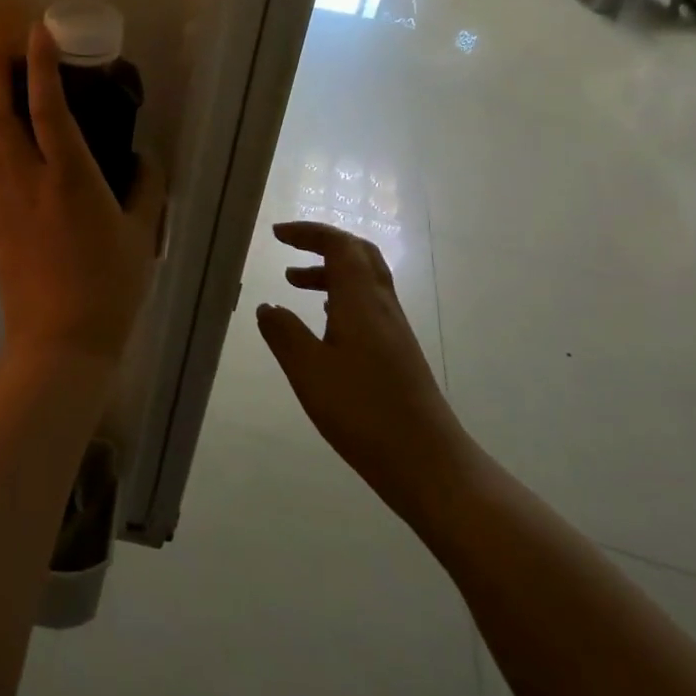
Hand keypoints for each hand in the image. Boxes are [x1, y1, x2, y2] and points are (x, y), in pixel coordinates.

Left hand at [0, 23, 163, 368]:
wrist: (59, 341)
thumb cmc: (109, 285)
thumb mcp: (142, 233)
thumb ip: (146, 188)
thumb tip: (146, 157)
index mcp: (69, 177)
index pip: (49, 107)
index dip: (42, 65)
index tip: (37, 33)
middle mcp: (26, 180)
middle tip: (6, 58)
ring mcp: (0, 202)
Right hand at [256, 222, 476, 520]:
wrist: (428, 462)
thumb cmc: (363, 412)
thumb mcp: (309, 372)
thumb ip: (284, 334)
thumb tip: (267, 306)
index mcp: (361, 301)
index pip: (340, 245)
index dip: (309, 232)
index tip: (277, 234)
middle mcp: (382, 306)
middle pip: (359, 254)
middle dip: (323, 243)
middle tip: (289, 248)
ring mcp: (394, 329)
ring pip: (364, 280)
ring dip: (330, 271)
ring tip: (294, 284)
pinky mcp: (397, 352)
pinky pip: (367, 304)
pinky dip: (341, 296)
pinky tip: (324, 322)